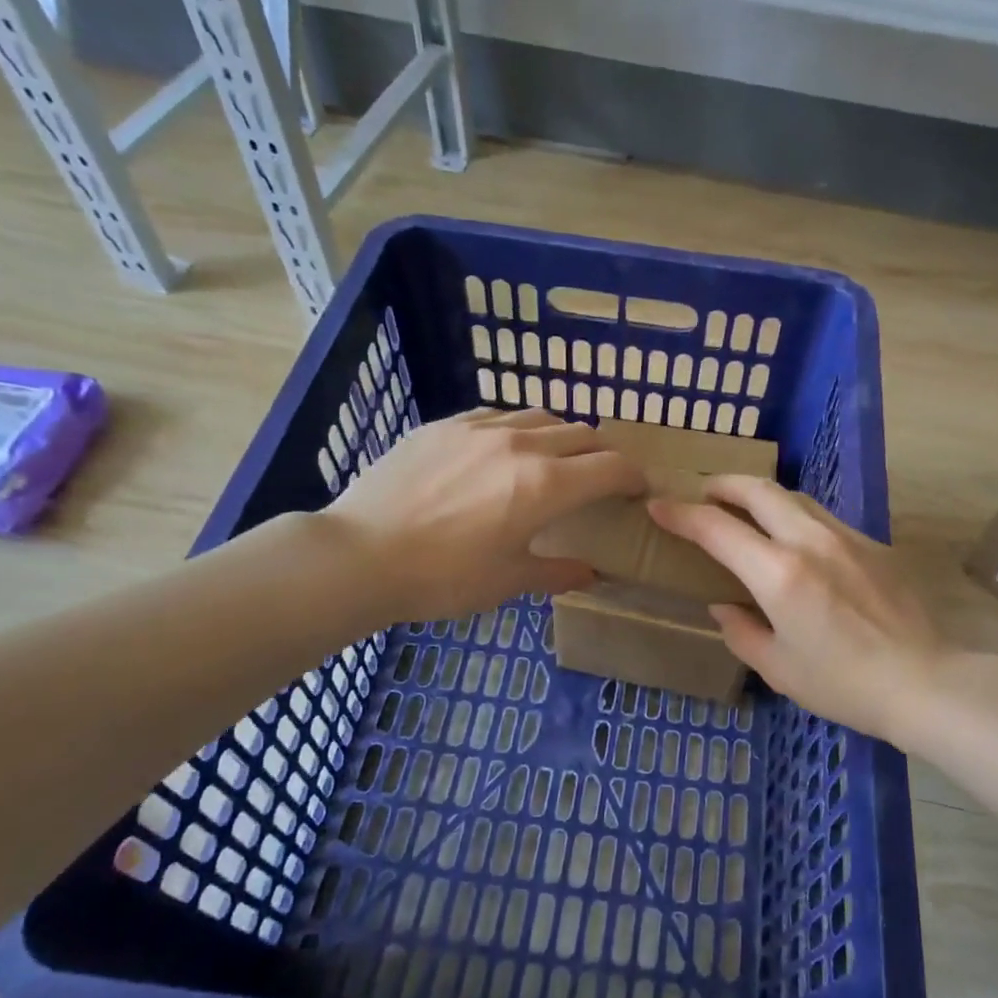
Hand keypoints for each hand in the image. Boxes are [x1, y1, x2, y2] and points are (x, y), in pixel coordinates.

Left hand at [323, 408, 643, 624]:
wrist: (360, 555)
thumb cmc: (442, 577)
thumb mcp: (507, 582)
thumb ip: (556, 572)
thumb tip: (589, 574)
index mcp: (544, 485)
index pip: (610, 467)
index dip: (633, 476)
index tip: (638, 489)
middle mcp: (520, 444)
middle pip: (582, 434)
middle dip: (603, 454)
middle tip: (602, 477)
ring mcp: (478, 429)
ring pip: (540, 417)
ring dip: (562, 437)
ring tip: (555, 459)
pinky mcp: (443, 425)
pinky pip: (497, 415)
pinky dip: (517, 429)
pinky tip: (503, 450)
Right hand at [649, 476, 949, 743]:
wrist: (924, 682)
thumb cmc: (843, 684)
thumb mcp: (778, 668)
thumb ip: (741, 632)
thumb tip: (723, 606)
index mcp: (779, 574)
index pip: (717, 528)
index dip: (681, 514)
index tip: (658, 506)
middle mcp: (810, 541)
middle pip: (759, 490)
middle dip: (723, 484)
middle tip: (702, 493)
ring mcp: (846, 537)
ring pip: (794, 497)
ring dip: (761, 495)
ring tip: (743, 508)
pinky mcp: (873, 545)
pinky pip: (822, 517)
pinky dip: (794, 515)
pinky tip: (793, 538)